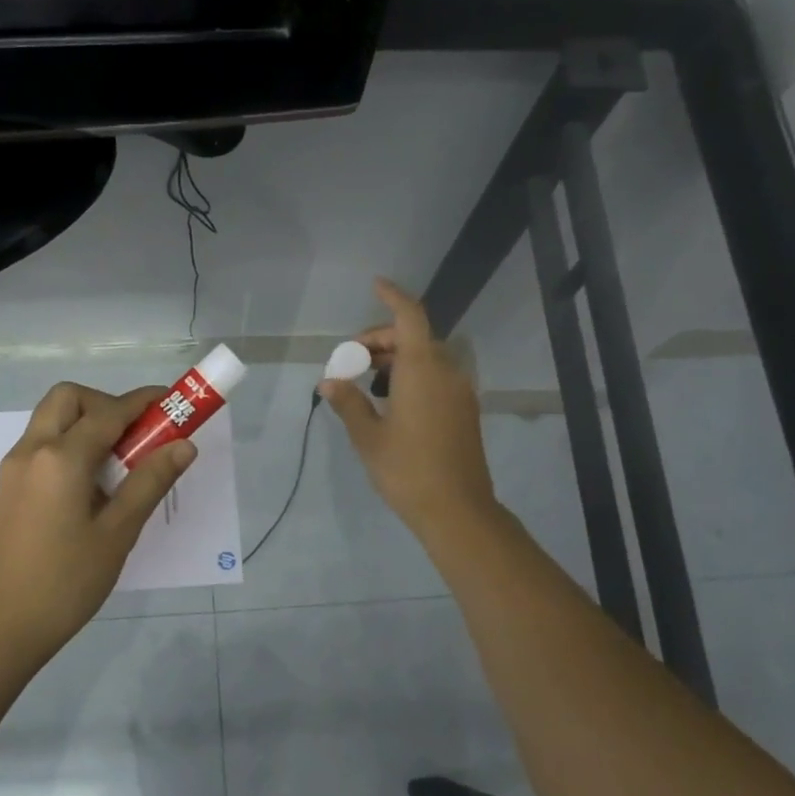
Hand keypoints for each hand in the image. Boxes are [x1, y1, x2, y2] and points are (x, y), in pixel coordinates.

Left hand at [0, 382, 196, 668]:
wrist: (1, 628)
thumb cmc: (66, 583)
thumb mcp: (117, 533)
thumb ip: (149, 482)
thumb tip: (183, 445)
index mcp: (60, 458)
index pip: (109, 412)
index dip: (144, 402)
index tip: (173, 402)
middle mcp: (32, 450)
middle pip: (69, 399)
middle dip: (107, 404)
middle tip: (136, 437)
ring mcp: (14, 468)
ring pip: (52, 420)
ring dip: (87, 423)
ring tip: (119, 464)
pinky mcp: (8, 487)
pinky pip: (42, 445)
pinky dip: (70, 444)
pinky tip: (92, 486)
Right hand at [321, 278, 496, 539]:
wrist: (457, 510)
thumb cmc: (407, 470)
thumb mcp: (368, 437)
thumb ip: (348, 402)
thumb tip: (329, 381)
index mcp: (422, 370)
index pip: (409, 317)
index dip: (392, 296)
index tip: (375, 285)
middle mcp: (446, 372)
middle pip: (414, 337)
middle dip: (381, 340)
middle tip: (351, 361)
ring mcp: (460, 392)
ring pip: (426, 358)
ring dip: (396, 359)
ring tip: (366, 384)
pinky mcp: (465, 411)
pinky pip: (437, 377)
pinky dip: (412, 376)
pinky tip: (390, 402)